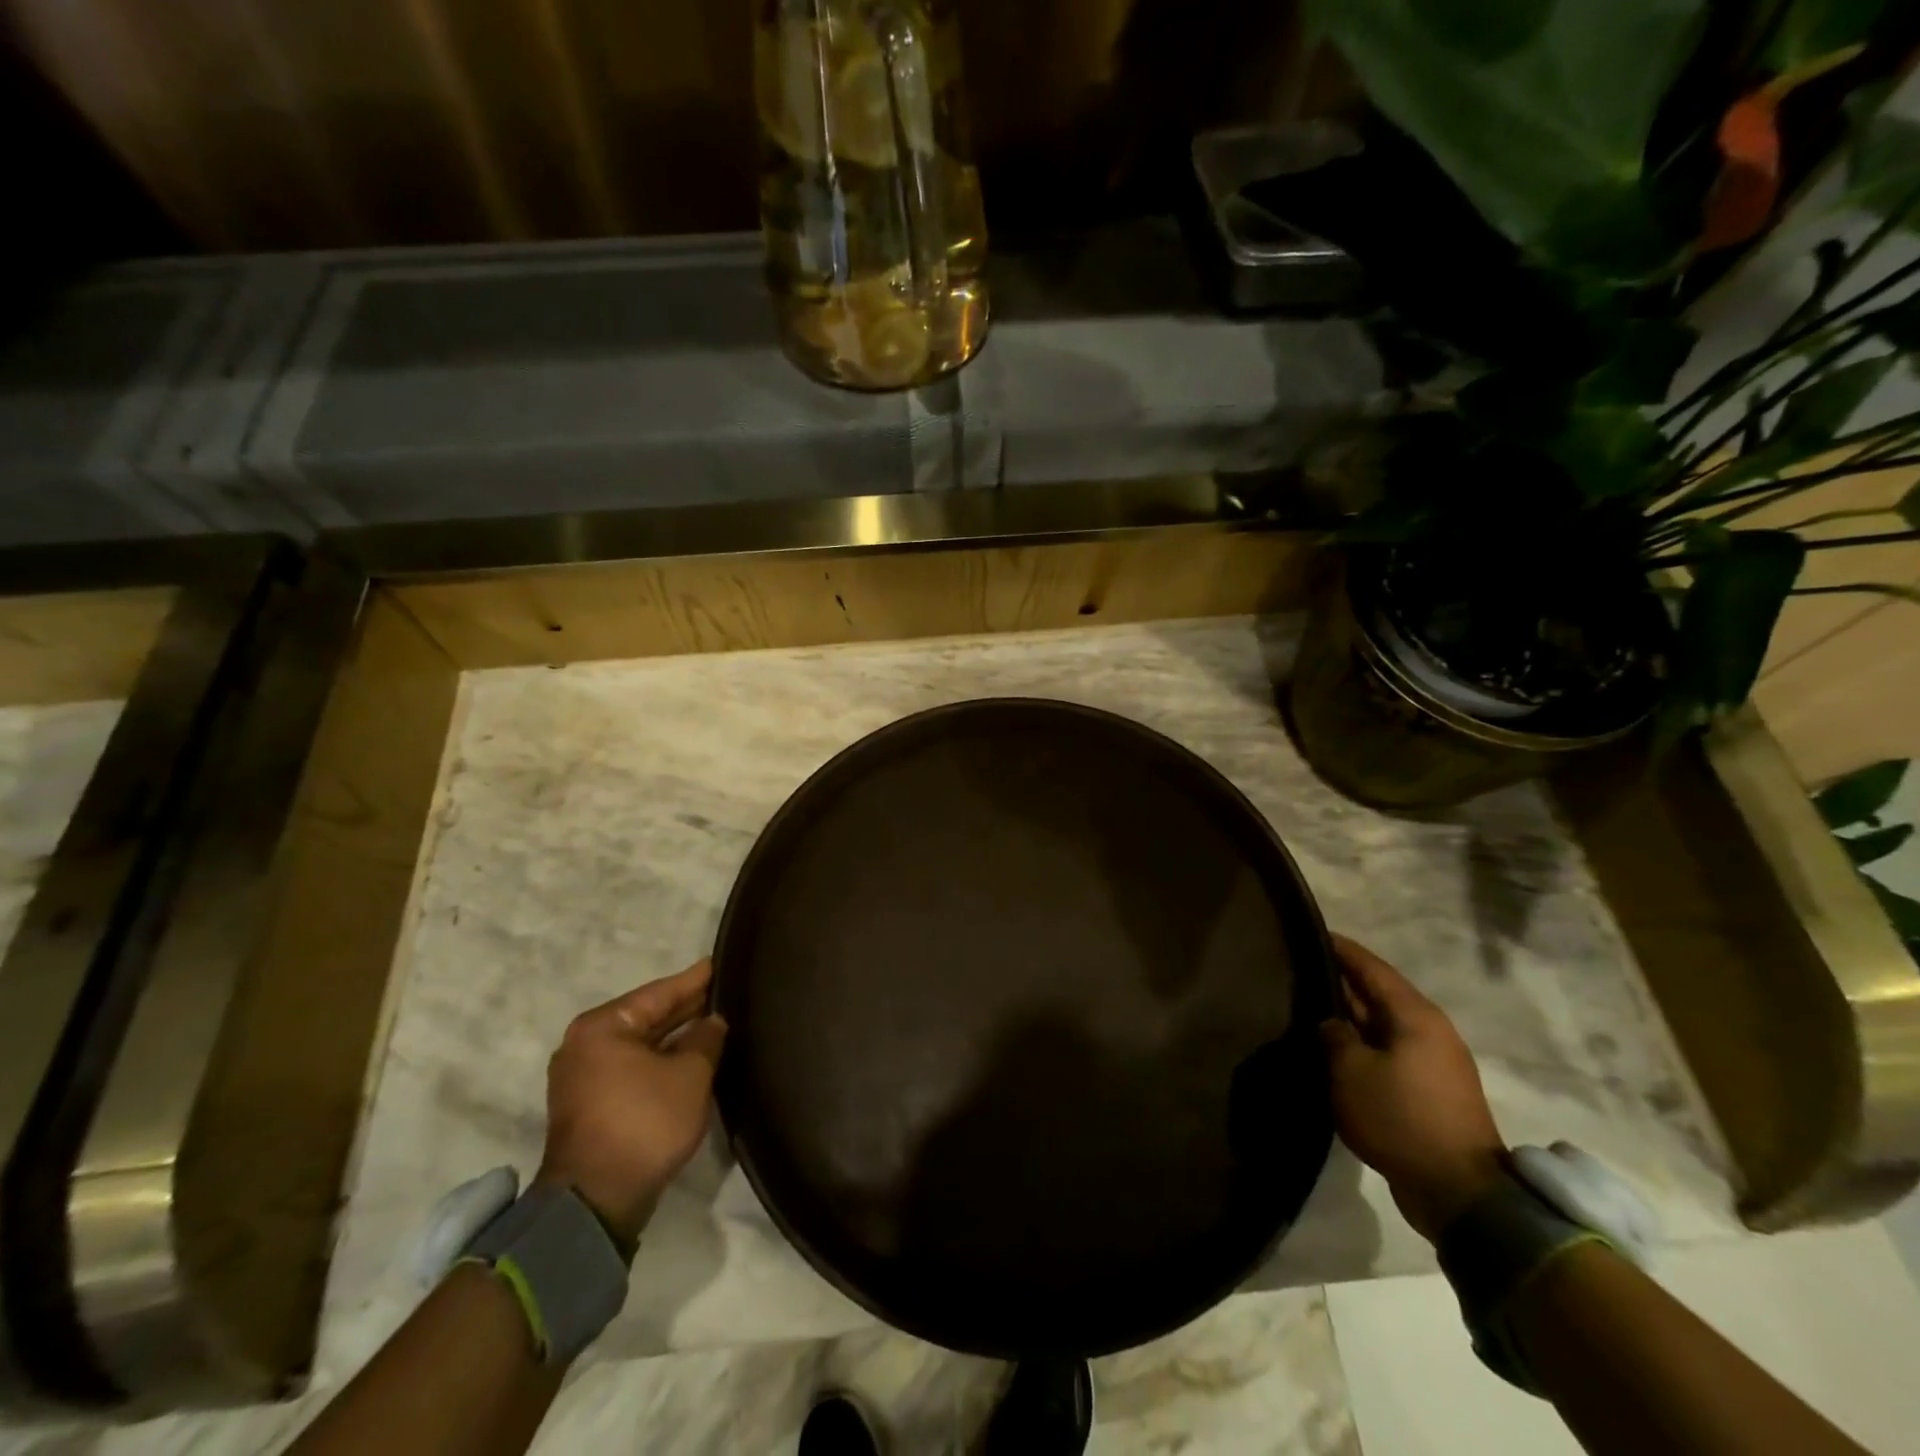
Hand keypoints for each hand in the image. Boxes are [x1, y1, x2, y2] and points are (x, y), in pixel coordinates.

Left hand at [535, 958, 727, 1252]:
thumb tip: (713, 1021)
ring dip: (674, 1036)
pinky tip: (690, 1054)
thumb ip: (706, 1039)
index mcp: (603, 1026)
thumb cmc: (644, 1123)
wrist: (596, 1202)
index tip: (719, 962)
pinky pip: (633, 1066)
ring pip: (640, 1043)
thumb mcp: (689, 1074)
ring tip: (713, 1020)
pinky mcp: (591, 1104)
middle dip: (685, 1007)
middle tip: (723, 991)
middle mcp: (585, 1044)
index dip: (695, 979)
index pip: (659, 992)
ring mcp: (584, 1076)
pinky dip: (660, 1058)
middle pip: (646, 1016)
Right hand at [1321, 934, 1505, 1241]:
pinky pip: (1388, 1051)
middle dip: (1341, 980)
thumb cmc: (1401, 1117)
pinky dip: (1362, 1043)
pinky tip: (1336, 1049)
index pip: (1370, 967)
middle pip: (1378, 993)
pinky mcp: (1430, 1090)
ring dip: (1351, 1015)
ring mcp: (1433, 1061)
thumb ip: (1333, 1035)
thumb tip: (1330, 1023)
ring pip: (1382, 1024)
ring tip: (1310, 1007)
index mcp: (1414, 1015)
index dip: (1340, 948)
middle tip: (1299, 969)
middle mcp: (1429, 1029)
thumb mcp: (1351, 1071)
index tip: (1310, 932)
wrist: (1460, 1192)